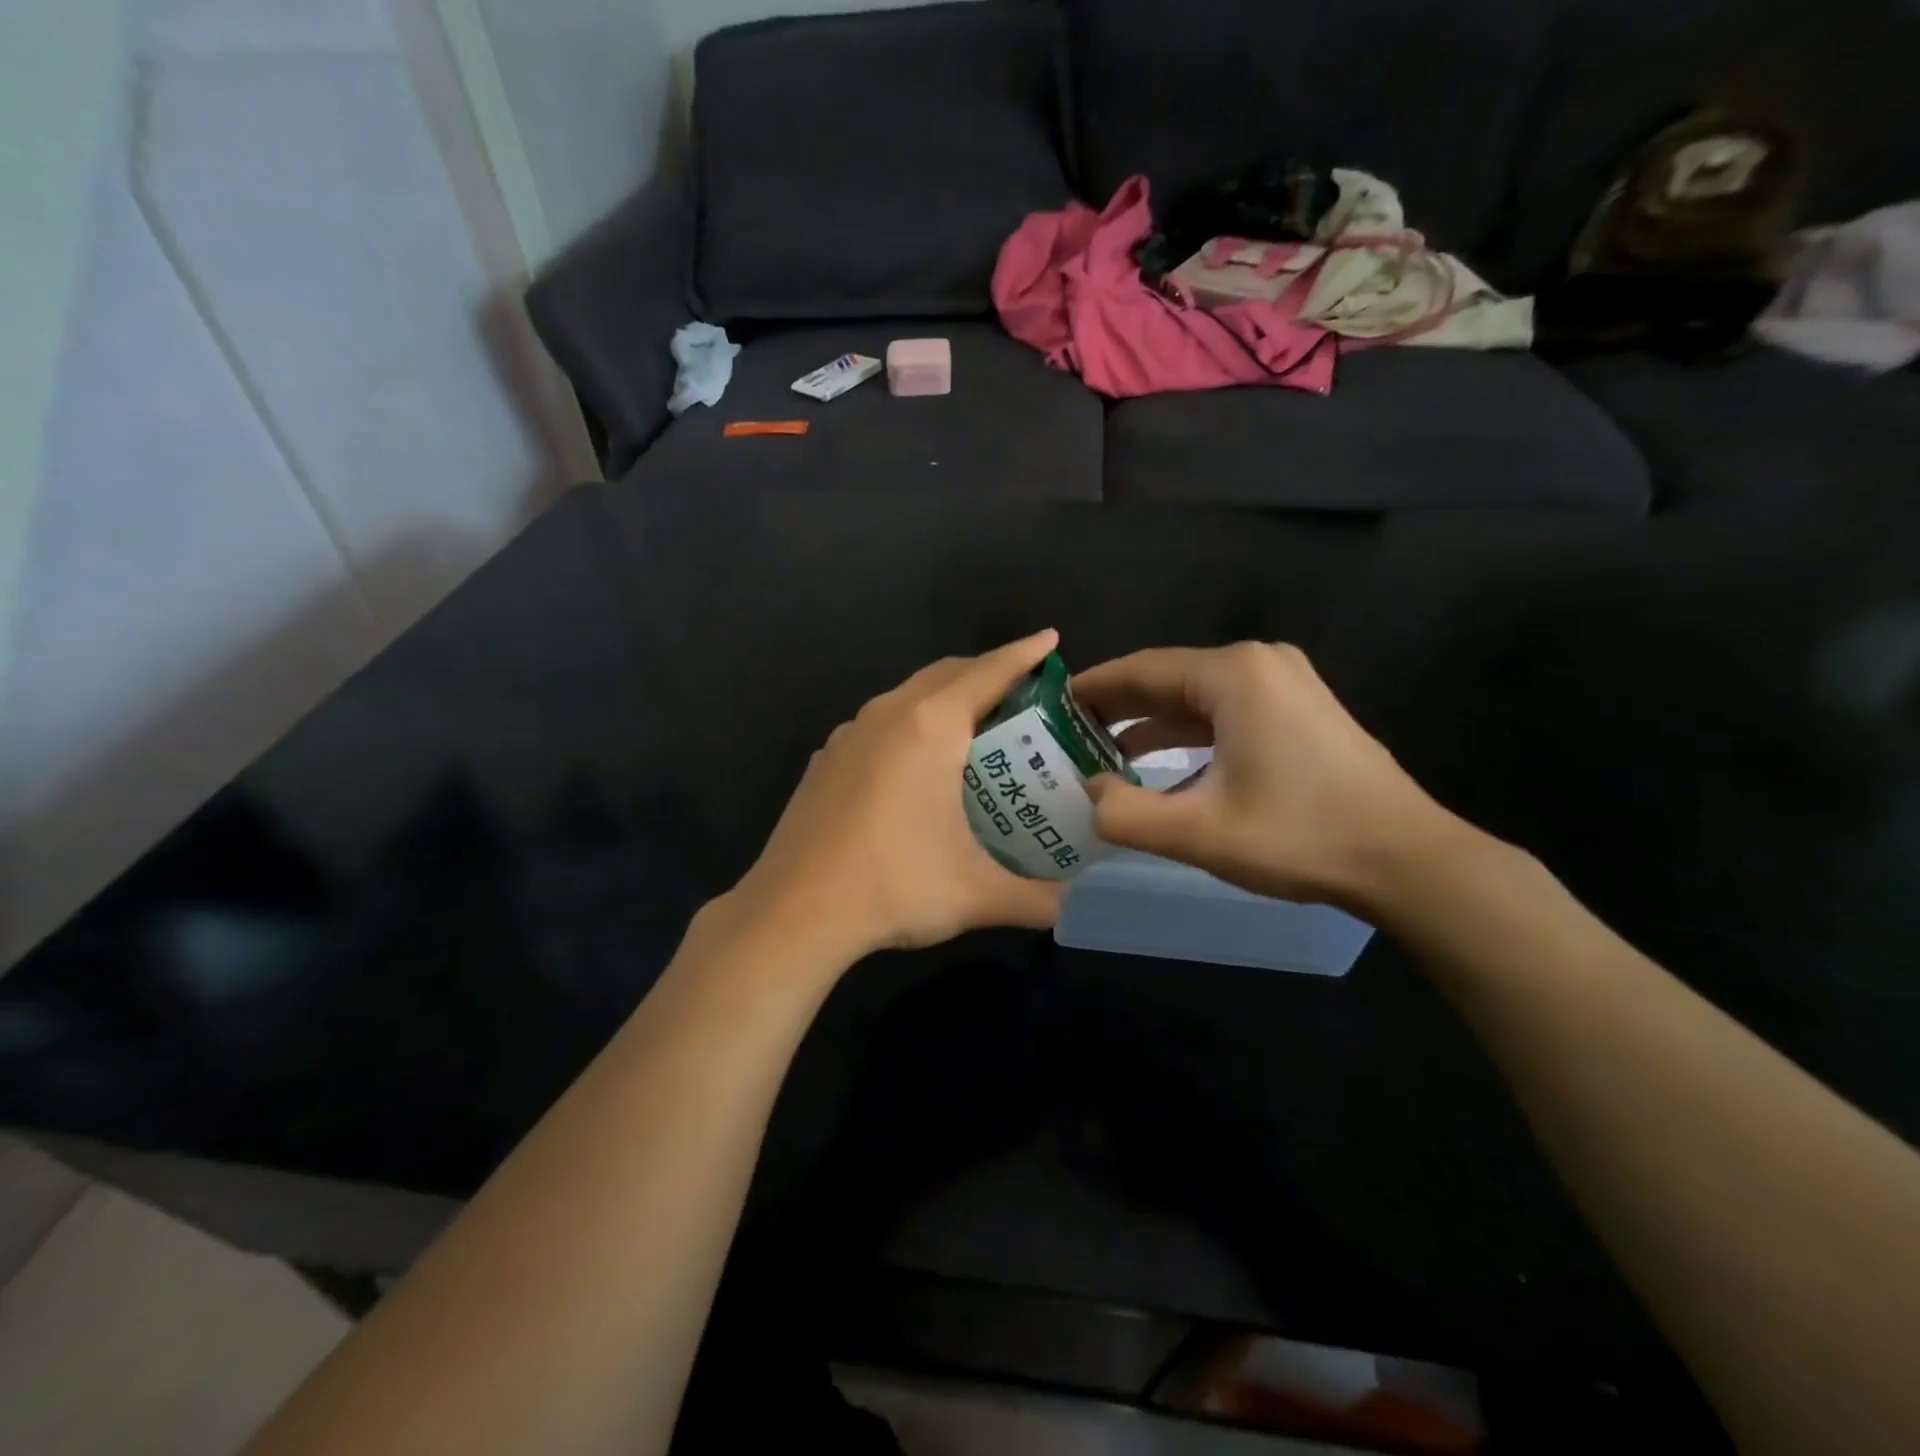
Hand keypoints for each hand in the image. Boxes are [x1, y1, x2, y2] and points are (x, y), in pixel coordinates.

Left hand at [725, 630, 1067, 964]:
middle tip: (1023, 695)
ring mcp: (848, 734)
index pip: (989, 672)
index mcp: (930, 727)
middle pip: (947, 674)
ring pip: (908, 696)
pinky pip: (879, 723)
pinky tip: (917, 767)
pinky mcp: (825, 759)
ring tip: (975, 728)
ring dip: (945, 698)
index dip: (1024, 654)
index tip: (1051, 640)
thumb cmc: (893, 887)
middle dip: (987, 672)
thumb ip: (1040, 899)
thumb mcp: (977, 895)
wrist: (793, 913)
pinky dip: (910, 725)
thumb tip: (1080, 905)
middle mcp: (887, 714)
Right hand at [1072, 643, 1461, 910]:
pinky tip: (1160, 763)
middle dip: (1117, 707)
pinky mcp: (1299, 709)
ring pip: (1196, 696)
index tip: (1052, 708)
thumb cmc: (1299, 835)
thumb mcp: (1199, 832)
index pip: (1141, 669)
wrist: (1405, 859)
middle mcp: (1258, 664)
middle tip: (1068, 734)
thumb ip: (1126, 814)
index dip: (1093, 689)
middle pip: (1167, 678)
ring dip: (1150, 723)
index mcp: (1233, 675)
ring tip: (1102, 752)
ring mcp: (1285, 683)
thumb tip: (1088, 792)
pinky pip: (1225, 710)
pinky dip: (1187, 732)